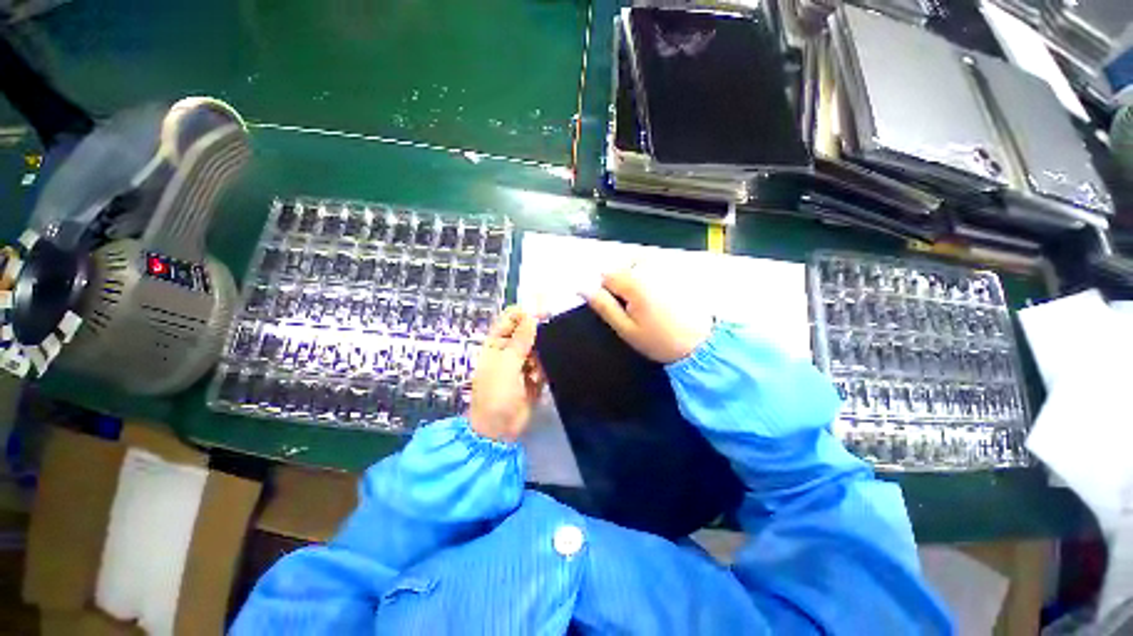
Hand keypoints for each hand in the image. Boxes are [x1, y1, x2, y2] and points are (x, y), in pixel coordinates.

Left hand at [469, 306, 544, 441]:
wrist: (499, 429)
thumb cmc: (496, 394)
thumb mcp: (507, 364)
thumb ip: (520, 340)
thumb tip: (532, 316)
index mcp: (496, 343)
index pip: (512, 319)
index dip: (526, 313)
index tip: (544, 313)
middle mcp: (509, 350)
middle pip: (527, 332)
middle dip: (538, 335)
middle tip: (548, 338)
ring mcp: (522, 363)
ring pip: (538, 348)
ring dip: (540, 356)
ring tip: (535, 370)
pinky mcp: (533, 376)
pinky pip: (543, 364)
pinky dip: (543, 369)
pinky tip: (538, 380)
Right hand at [584, 267, 711, 363]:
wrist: (701, 345)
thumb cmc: (660, 341)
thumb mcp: (625, 328)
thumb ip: (603, 306)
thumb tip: (583, 288)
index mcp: (635, 282)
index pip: (606, 275)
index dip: (607, 293)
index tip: (620, 309)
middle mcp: (651, 268)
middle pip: (622, 267)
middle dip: (623, 284)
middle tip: (635, 308)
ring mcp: (667, 267)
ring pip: (638, 264)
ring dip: (637, 279)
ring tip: (649, 304)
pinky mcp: (679, 270)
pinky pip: (655, 266)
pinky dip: (652, 277)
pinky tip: (662, 297)